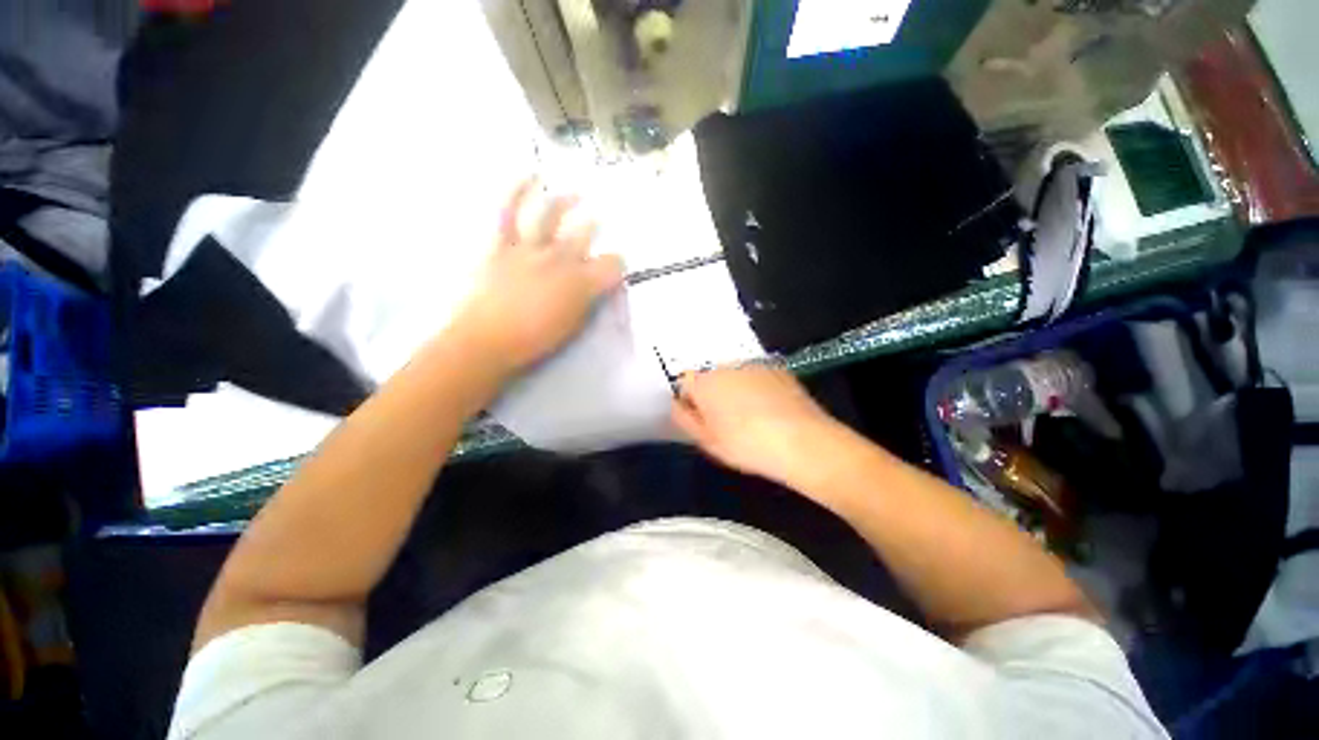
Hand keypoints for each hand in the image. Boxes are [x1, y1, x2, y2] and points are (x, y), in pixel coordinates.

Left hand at [455, 178, 624, 375]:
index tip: (613, 269)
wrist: (485, 342)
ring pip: (552, 215)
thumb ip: (589, 301)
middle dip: (594, 227)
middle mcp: (560, 259)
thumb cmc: (534, 341)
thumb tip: (597, 287)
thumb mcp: (573, 325)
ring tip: (576, 193)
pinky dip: (517, 190)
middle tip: (597, 224)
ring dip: (566, 201)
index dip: (617, 264)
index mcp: (580, 283)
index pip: (612, 264)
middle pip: (585, 233)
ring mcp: (529, 248)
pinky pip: (507, 211)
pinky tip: (529, 175)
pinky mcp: (500, 244)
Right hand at [671, 366, 848, 488]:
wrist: (803, 442)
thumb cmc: (746, 445)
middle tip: (726, 421)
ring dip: (734, 389)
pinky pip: (756, 375)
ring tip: (751, 416)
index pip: (684, 381)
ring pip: (733, 374)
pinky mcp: (777, 368)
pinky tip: (771, 409)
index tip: (701, 419)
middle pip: (710, 376)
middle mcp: (726, 365)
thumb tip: (677, 404)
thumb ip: (684, 419)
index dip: (689, 400)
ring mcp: (754, 364)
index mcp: (704, 382)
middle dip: (712, 393)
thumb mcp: (707, 441)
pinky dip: (756, 386)